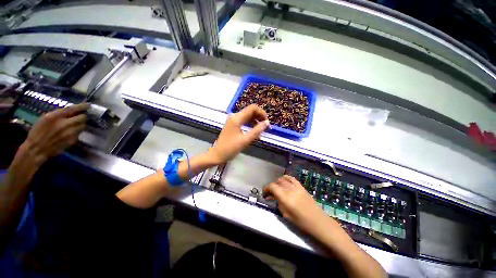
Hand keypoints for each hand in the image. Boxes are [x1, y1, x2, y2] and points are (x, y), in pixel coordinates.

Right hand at [19, 103, 88, 165]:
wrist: (37, 149)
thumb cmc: (37, 132)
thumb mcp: (45, 118)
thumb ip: (59, 114)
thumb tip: (72, 111)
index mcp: (55, 117)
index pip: (72, 109)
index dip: (82, 106)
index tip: (88, 105)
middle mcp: (65, 124)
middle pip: (83, 118)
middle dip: (82, 116)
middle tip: (80, 116)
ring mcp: (70, 133)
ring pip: (83, 125)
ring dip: (81, 124)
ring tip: (74, 124)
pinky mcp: (72, 140)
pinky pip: (79, 133)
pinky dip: (77, 131)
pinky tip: (71, 132)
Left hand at [208, 104, 269, 164]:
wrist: (218, 154)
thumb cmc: (231, 148)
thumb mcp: (245, 140)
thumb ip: (257, 130)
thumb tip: (267, 123)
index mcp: (237, 118)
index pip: (252, 108)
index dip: (262, 113)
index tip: (267, 122)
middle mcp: (234, 116)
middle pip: (250, 111)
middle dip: (260, 117)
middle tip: (266, 127)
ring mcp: (233, 120)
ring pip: (248, 116)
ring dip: (256, 121)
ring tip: (262, 130)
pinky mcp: (233, 124)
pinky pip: (244, 121)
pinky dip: (251, 124)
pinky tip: (255, 131)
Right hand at [263, 175, 329, 235]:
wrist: (318, 221)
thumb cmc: (301, 222)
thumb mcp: (286, 215)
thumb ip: (279, 203)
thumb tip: (274, 197)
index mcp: (286, 198)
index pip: (272, 187)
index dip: (266, 188)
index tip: (264, 193)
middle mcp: (290, 190)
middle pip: (277, 182)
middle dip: (272, 186)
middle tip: (270, 193)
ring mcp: (297, 187)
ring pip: (284, 179)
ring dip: (278, 182)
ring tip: (277, 187)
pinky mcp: (302, 187)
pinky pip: (292, 179)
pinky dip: (286, 178)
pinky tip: (284, 181)